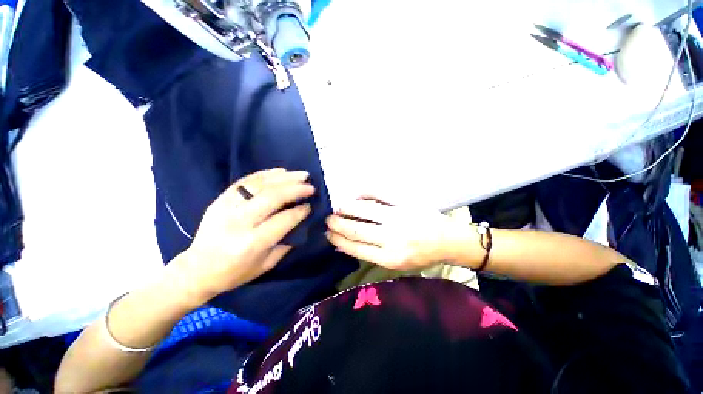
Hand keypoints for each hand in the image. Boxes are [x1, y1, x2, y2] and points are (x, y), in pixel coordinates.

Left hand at [170, 168, 314, 304]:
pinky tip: (280, 171)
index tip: (310, 206)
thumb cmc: (235, 273)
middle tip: (311, 186)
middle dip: (296, 190)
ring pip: (260, 185)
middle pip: (272, 198)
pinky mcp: (220, 200)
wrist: (196, 270)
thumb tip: (301, 221)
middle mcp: (239, 222)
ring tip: (301, 175)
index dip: (300, 212)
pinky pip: (245, 181)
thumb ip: (286, 242)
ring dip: (284, 178)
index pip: (283, 220)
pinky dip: (265, 174)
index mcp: (252, 243)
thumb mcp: (266, 265)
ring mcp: (226, 208)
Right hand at [325, 198, 464, 270]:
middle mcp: (391, 238)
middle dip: (337, 224)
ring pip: (363, 210)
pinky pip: (378, 194)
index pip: (355, 247)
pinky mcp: (404, 202)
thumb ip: (370, 254)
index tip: (327, 234)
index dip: (338, 240)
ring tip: (338, 209)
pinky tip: (356, 197)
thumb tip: (344, 246)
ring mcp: (398, 217)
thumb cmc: (421, 255)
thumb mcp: (396, 264)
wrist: (448, 240)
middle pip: (356, 229)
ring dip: (346, 208)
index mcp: (389, 258)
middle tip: (328, 220)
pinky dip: (363, 194)